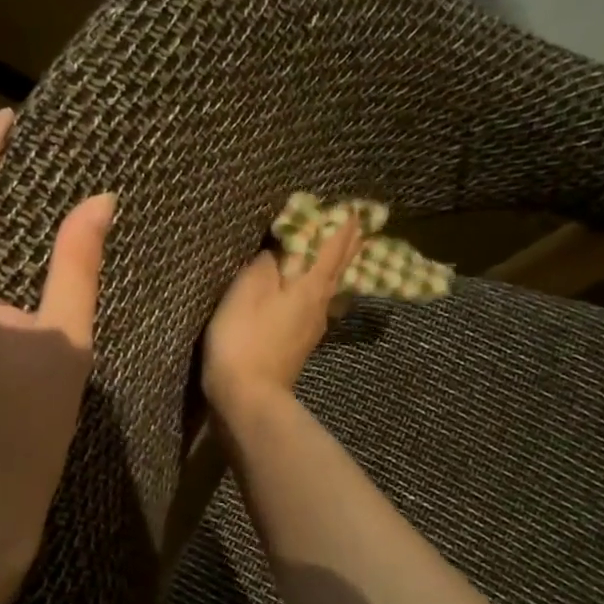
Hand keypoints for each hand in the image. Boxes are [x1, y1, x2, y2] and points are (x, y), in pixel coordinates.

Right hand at [202, 217, 364, 423]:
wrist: (247, 397)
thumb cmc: (244, 338)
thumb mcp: (249, 289)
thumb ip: (269, 262)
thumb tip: (284, 245)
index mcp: (310, 286)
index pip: (332, 246)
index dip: (342, 225)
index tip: (354, 206)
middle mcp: (320, 304)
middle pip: (339, 267)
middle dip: (348, 243)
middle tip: (360, 223)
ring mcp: (312, 327)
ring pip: (333, 287)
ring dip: (339, 265)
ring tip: (345, 251)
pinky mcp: (300, 344)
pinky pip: (320, 304)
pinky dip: (324, 287)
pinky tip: (321, 292)